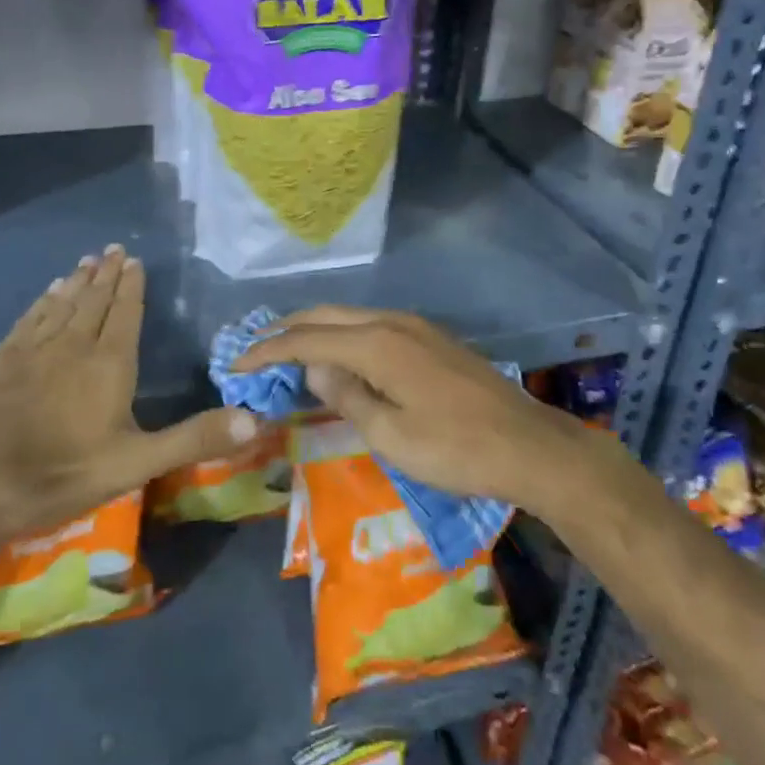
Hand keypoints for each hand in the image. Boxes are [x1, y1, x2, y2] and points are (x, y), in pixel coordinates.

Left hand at [0, 245, 259, 545]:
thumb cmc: (62, 474)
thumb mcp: (137, 463)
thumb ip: (195, 438)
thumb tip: (256, 420)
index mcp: (109, 363)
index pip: (125, 312)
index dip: (132, 286)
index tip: (134, 261)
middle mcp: (73, 344)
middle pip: (94, 300)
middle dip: (107, 274)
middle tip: (114, 249)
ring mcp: (33, 349)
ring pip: (62, 303)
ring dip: (77, 280)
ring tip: (87, 260)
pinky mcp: (1, 359)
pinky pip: (30, 318)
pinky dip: (43, 301)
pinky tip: (48, 293)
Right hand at [234, 306, 588, 512]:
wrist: (529, 445)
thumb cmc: (455, 449)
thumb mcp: (391, 435)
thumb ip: (346, 395)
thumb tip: (313, 366)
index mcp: (377, 344)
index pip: (307, 338)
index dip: (268, 350)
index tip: (236, 363)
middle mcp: (392, 322)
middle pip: (326, 315)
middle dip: (286, 329)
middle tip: (254, 348)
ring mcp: (415, 326)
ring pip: (350, 315)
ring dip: (315, 328)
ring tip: (288, 348)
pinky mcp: (430, 338)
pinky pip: (371, 324)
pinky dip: (343, 333)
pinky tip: (338, 354)